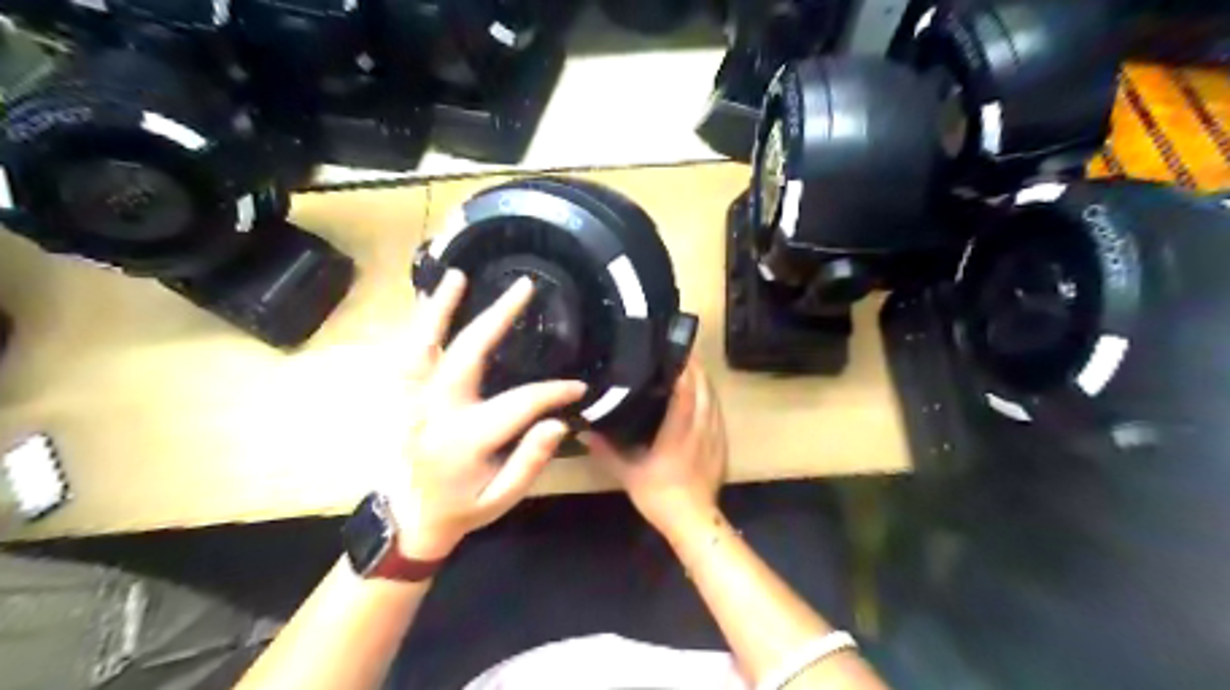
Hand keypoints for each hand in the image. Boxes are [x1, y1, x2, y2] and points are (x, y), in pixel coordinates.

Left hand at [395, 269, 585, 559]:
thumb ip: (529, 461)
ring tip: (457, 277)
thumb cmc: (462, 508)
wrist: (410, 521)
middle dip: (497, 318)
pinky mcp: (401, 399)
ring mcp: (412, 402)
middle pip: (467, 354)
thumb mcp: (502, 498)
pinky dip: (416, 327)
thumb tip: (557, 421)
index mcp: (464, 440)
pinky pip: (404, 355)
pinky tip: (427, 302)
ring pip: (423, 346)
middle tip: (523, 288)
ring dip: (440, 309)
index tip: (578, 387)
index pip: (519, 403)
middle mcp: (435, 413)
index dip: (553, 392)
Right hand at [582, 358, 722, 535]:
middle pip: (704, 389)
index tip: (673, 351)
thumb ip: (606, 451)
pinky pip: (718, 413)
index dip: (682, 369)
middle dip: (695, 368)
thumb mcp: (628, 473)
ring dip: (704, 381)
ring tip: (690, 367)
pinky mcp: (722, 445)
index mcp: (679, 432)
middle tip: (680, 351)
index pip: (686, 392)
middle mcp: (701, 429)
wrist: (693, 522)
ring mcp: (715, 437)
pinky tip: (702, 395)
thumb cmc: (660, 496)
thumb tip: (584, 432)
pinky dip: (710, 398)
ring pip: (714, 399)